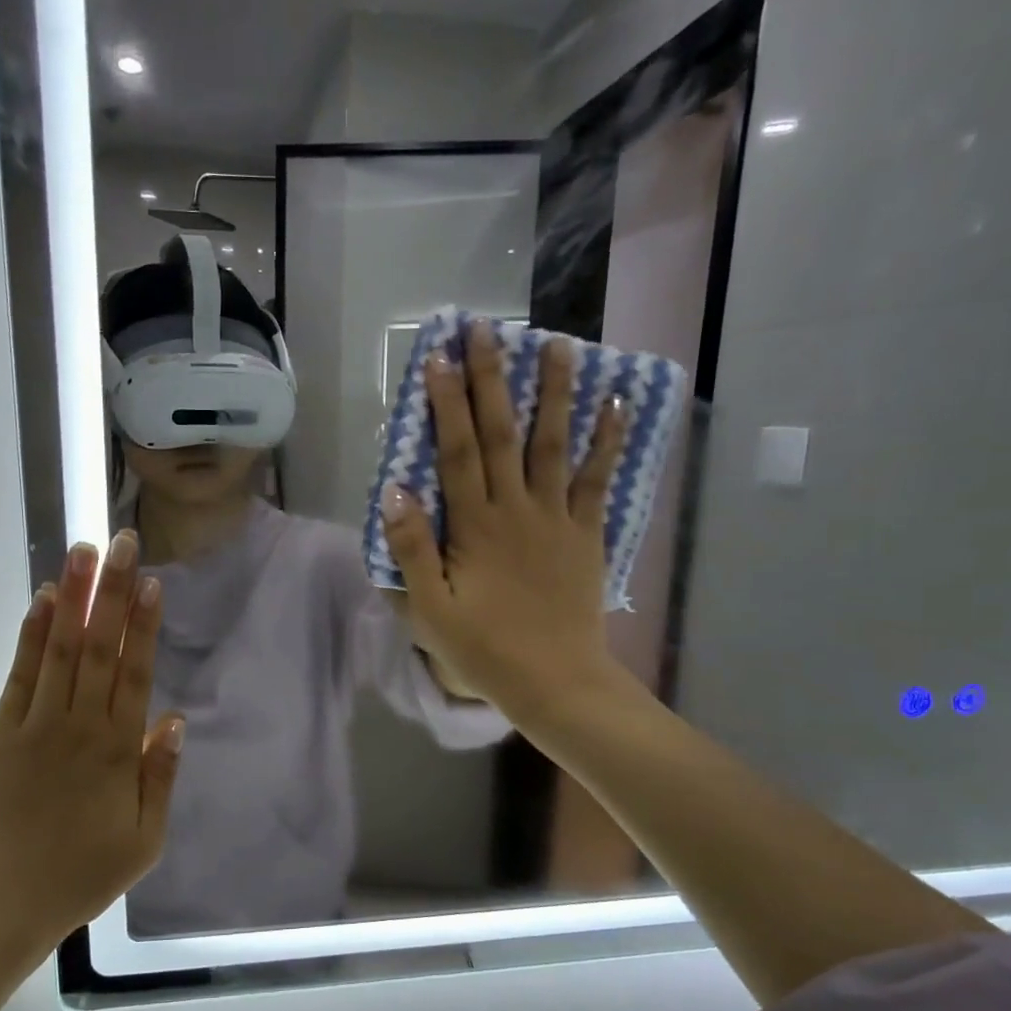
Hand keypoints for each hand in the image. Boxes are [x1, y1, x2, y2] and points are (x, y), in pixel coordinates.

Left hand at [0, 532, 183, 944]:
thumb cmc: (81, 875)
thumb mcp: (145, 840)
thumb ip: (161, 777)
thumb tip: (174, 719)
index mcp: (117, 751)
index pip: (134, 673)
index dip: (143, 625)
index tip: (150, 582)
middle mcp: (79, 726)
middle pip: (99, 648)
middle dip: (112, 592)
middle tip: (122, 542)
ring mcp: (35, 725)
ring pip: (60, 650)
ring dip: (72, 598)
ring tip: (83, 552)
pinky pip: (20, 675)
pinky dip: (31, 635)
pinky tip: (42, 601)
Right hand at [380, 321, 630, 724]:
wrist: (556, 682)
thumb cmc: (485, 650)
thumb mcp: (432, 610)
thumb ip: (412, 549)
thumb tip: (394, 490)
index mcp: (475, 527)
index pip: (456, 452)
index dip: (447, 403)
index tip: (439, 358)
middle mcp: (517, 509)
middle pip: (502, 434)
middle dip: (493, 379)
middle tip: (488, 329)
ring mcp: (557, 518)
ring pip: (554, 444)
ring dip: (555, 393)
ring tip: (559, 345)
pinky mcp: (586, 534)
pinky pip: (598, 480)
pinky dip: (608, 441)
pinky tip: (616, 404)